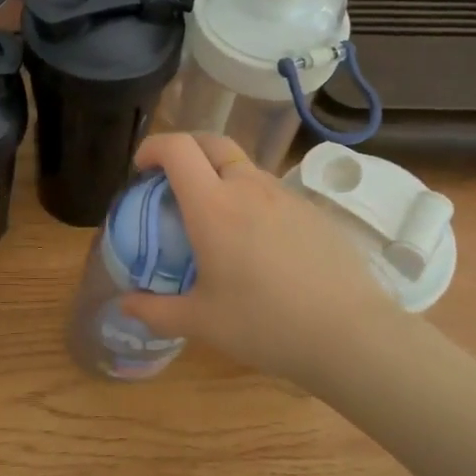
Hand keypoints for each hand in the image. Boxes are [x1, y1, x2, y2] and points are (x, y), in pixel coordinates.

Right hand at [120, 133, 408, 384]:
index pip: (177, 149)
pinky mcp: (312, 211)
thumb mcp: (200, 322)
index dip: (153, 147)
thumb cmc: (265, 324)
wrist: (350, 333)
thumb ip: (155, 310)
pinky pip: (272, 191)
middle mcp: (248, 188)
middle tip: (173, 181)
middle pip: (211, 142)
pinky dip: (251, 199)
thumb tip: (124, 304)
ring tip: (215, 218)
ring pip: (244, 167)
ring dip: (220, 176)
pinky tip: (258, 243)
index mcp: (212, 206)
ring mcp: (285, 196)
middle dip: (185, 149)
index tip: (141, 169)